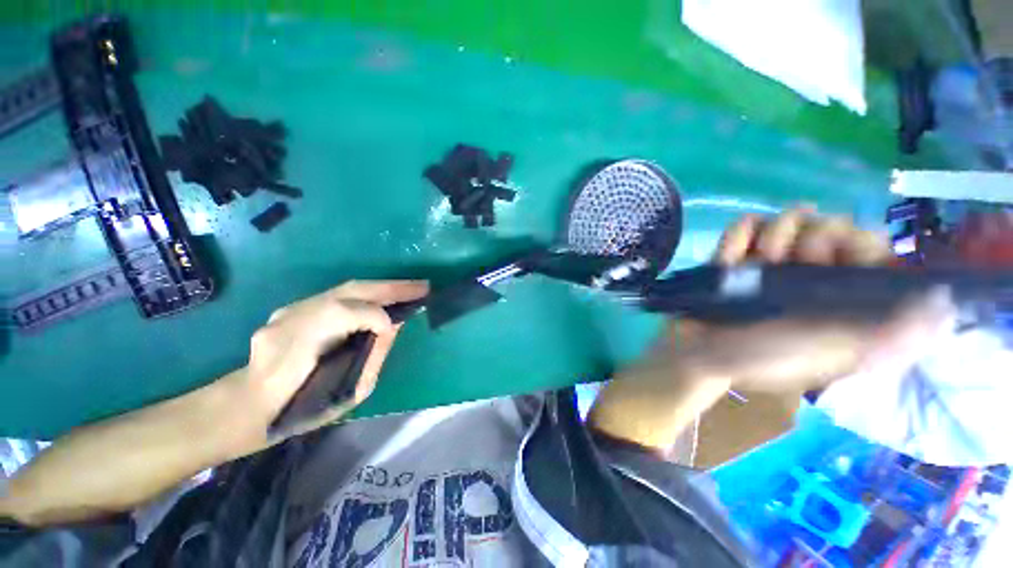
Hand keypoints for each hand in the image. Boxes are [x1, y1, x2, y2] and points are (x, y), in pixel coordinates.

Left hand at [231, 280, 428, 448]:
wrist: (248, 406)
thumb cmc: (301, 409)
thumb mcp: (346, 393)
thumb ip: (372, 355)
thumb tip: (393, 327)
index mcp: (302, 345)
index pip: (347, 314)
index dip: (378, 316)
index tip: (404, 320)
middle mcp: (294, 318)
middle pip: (350, 290)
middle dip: (392, 287)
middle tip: (423, 287)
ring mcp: (291, 309)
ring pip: (346, 289)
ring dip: (383, 288)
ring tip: (410, 289)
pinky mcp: (294, 307)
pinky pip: (339, 296)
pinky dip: (367, 294)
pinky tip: (384, 298)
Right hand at [589, 209, 953, 452]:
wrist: (699, 354)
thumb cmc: (764, 359)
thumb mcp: (831, 355)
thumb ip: (886, 334)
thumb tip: (942, 305)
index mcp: (840, 295)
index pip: (870, 245)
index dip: (859, 241)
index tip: (839, 256)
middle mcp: (811, 273)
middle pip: (829, 223)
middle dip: (812, 237)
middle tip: (793, 263)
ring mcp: (769, 263)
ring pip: (786, 219)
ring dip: (774, 234)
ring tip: (756, 262)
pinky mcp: (733, 259)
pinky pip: (742, 227)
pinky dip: (739, 233)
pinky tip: (736, 251)